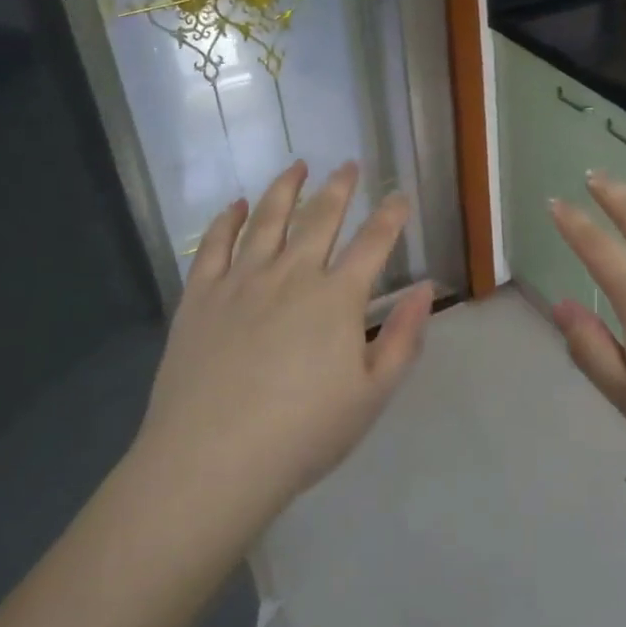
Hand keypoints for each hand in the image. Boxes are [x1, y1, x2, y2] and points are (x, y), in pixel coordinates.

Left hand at [132, 161, 432, 536]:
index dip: (390, 216)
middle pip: (320, 218)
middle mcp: (292, 274)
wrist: (212, 461)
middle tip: (348, 165)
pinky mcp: (201, 295)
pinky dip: (229, 219)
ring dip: (285, 188)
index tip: (399, 196)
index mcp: (337, 298)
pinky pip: (215, 244)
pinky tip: (237, 205)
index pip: (373, 243)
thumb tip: (424, 288)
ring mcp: (242, 280)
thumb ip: (404, 338)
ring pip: (268, 219)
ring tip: (297, 166)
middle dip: (339, 187)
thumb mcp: (372, 395)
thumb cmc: (302, 434)